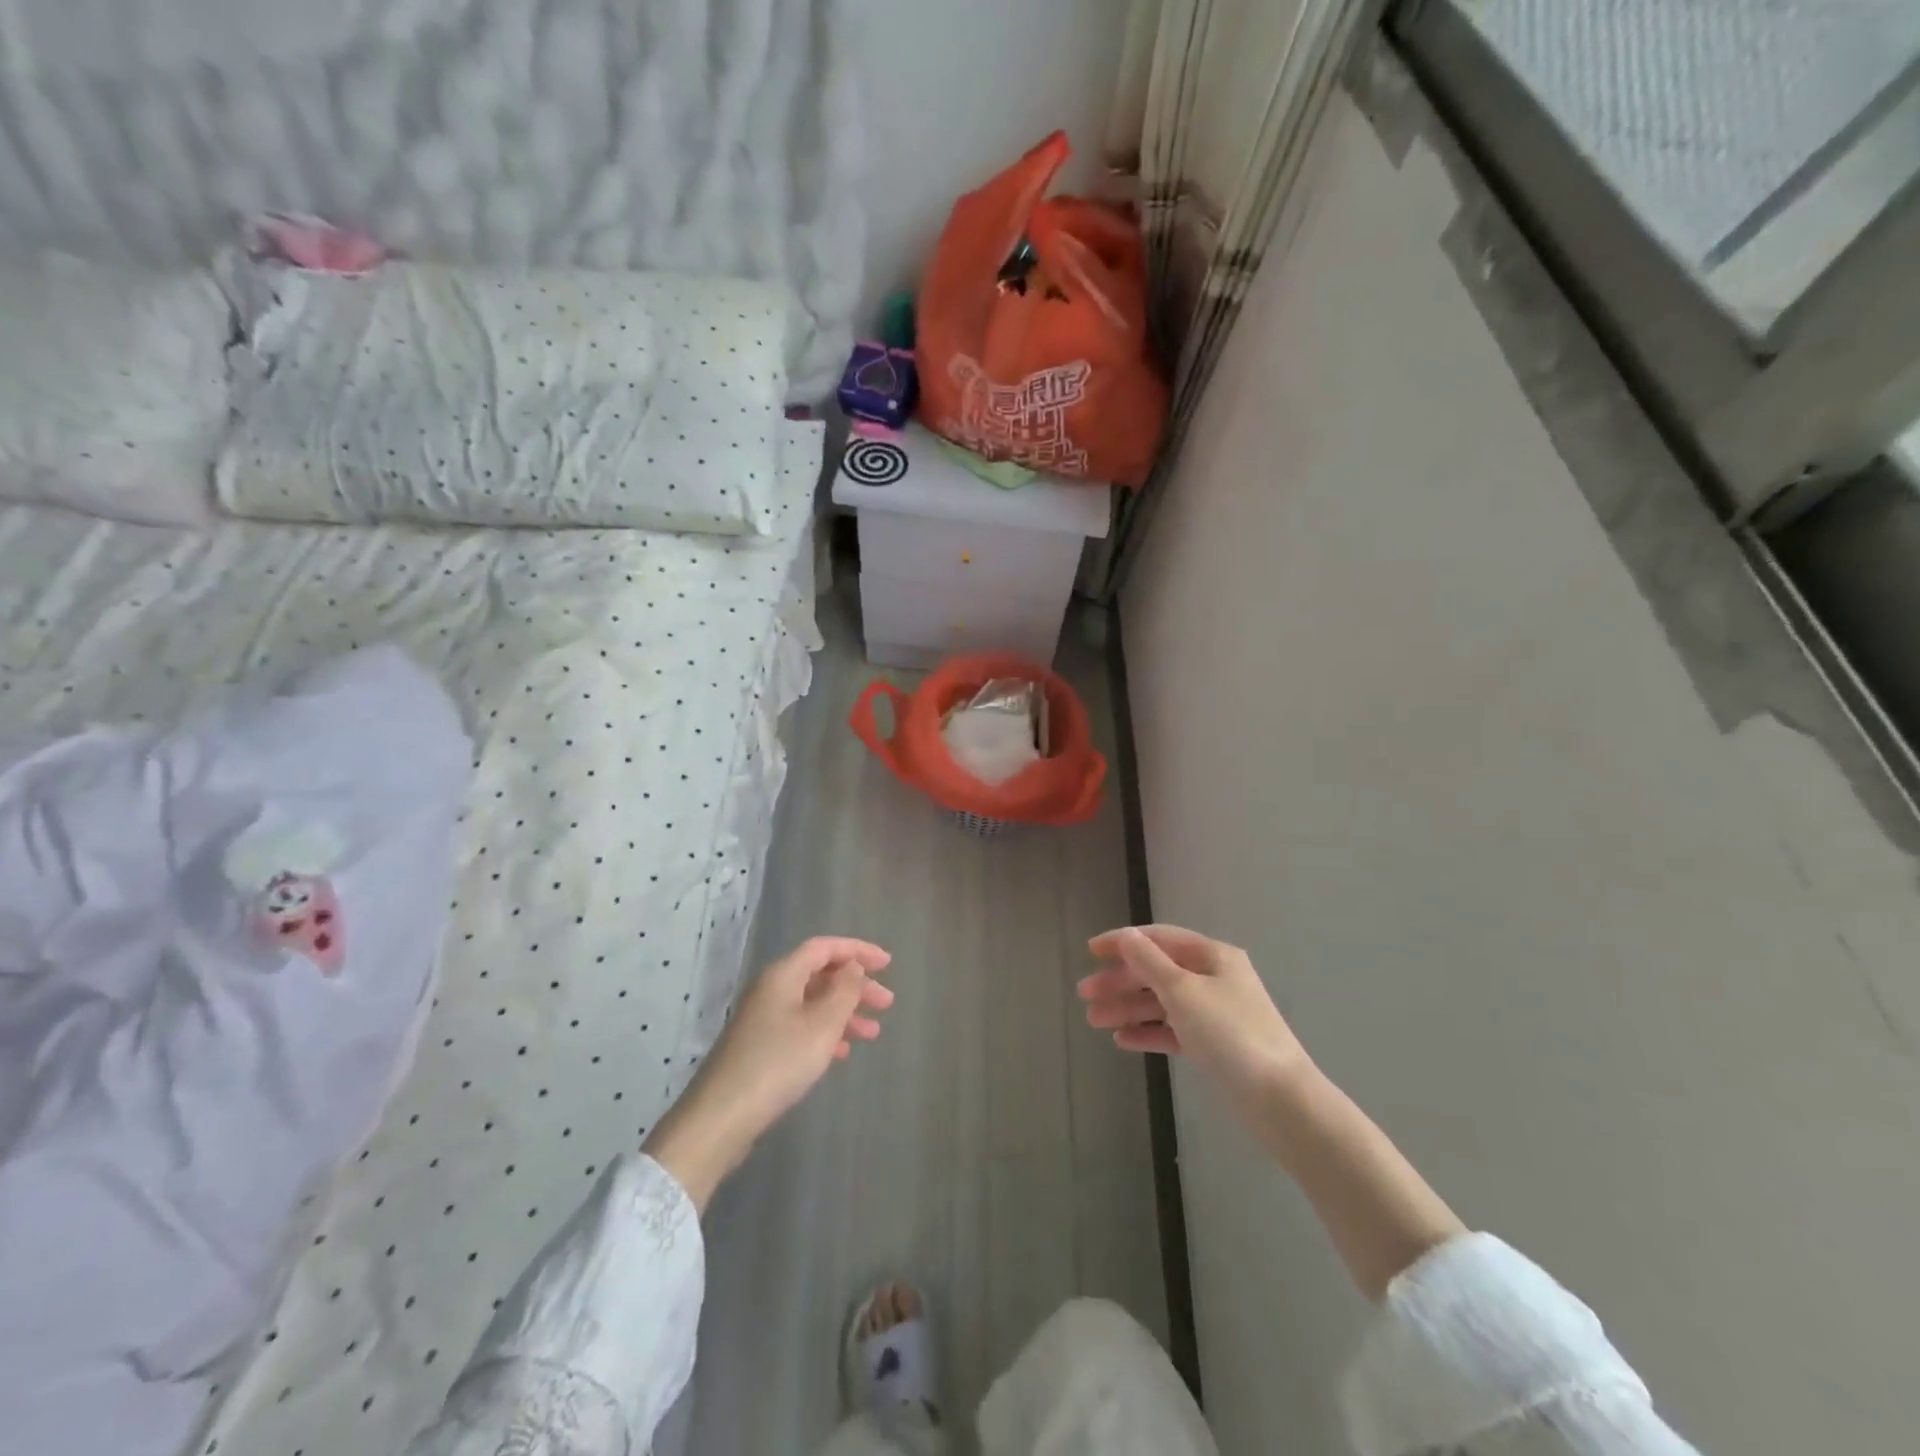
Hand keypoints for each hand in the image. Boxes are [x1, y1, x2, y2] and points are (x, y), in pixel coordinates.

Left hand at [645, 936, 892, 1209]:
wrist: (721, 1118)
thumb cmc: (778, 1063)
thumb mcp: (822, 1024)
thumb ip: (843, 991)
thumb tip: (852, 966)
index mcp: (783, 975)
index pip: (824, 948)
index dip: (857, 950)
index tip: (887, 964)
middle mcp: (771, 990)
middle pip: (820, 975)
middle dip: (855, 986)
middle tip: (887, 1003)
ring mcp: (763, 1020)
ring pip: (812, 1004)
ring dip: (844, 1013)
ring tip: (873, 1033)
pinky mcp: (760, 1048)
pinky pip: (801, 1028)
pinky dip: (825, 1034)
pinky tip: (842, 1053)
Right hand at [1079, 925, 1310, 1112]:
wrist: (1280, 1100)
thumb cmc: (1230, 1034)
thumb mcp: (1183, 991)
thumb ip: (1149, 962)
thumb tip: (1127, 936)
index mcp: (1212, 956)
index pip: (1160, 938)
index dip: (1124, 941)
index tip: (1090, 950)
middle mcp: (1214, 979)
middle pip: (1157, 971)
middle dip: (1120, 981)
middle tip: (1085, 995)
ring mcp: (1215, 1013)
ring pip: (1162, 1003)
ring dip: (1128, 1008)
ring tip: (1094, 1021)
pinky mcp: (1214, 1045)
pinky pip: (1173, 1030)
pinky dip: (1148, 1032)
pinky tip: (1122, 1040)